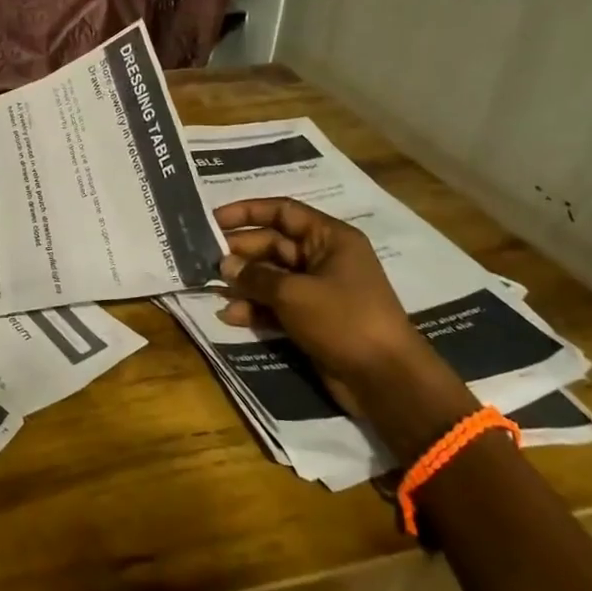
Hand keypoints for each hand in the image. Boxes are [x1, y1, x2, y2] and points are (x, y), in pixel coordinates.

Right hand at [214, 198, 473, 452]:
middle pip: (274, 244)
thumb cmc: (343, 320)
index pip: (283, 211)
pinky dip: (256, 308)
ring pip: (272, 276)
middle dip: (241, 252)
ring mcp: (319, 290)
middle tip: (206, 260)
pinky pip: (277, 304)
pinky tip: (231, 316)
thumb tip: (224, 265)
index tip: (213, 219)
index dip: (247, 212)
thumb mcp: (293, 293)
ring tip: (214, 289)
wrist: (384, 379)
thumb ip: (255, 276)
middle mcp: (324, 258)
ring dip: (244, 283)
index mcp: (330, 238)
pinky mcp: (313, 319)